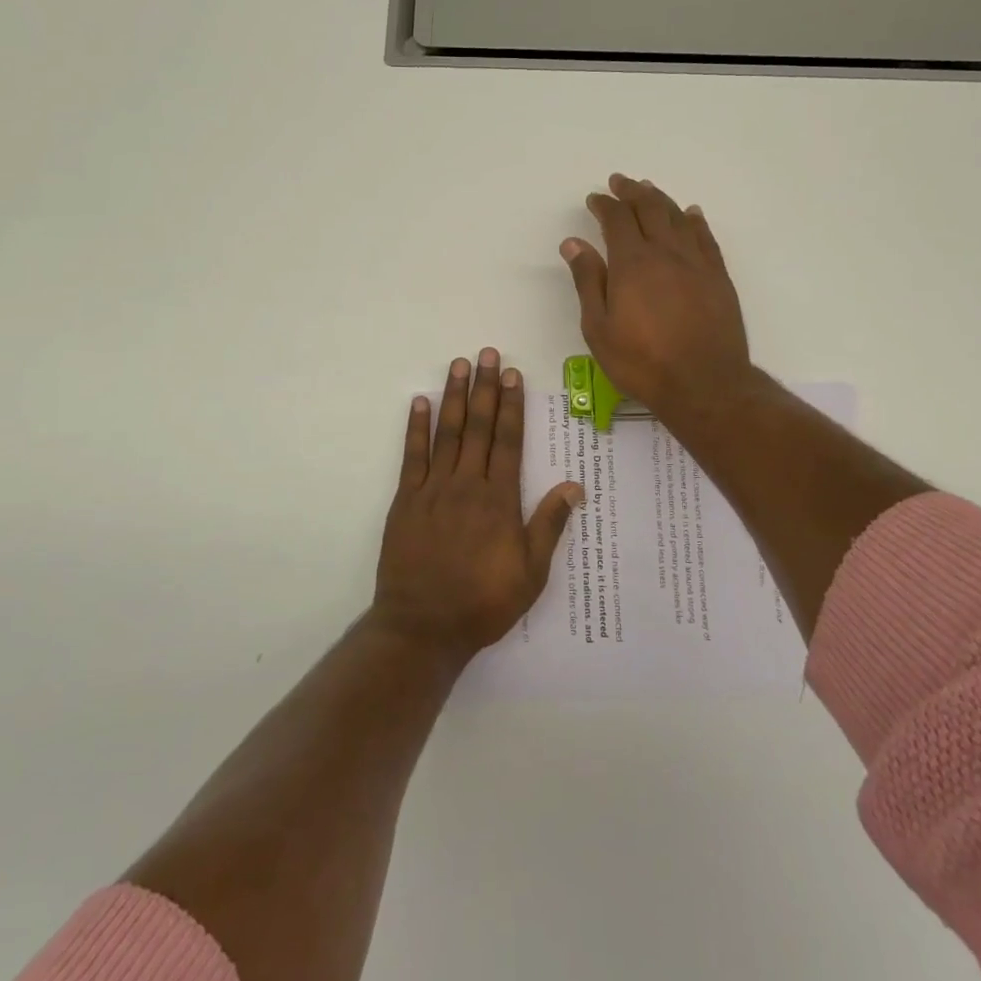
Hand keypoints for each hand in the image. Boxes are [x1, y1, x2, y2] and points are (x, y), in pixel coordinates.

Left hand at [371, 348, 583, 663]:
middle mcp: (467, 485)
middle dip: (484, 388)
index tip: (512, 375)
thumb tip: (574, 486)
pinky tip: (420, 403)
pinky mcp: (406, 500)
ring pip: (447, 433)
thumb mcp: (530, 573)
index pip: (508, 441)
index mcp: (499, 499)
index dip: (511, 405)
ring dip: (453, 396)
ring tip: (458, 365)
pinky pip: (412, 456)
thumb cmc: (483, 602)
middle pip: (478, 427)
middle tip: (487, 354)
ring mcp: (433, 489)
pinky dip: (416, 428)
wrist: (424, 626)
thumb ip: (549, 525)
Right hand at [560, 174, 752, 422]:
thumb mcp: (599, 328)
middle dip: (632, 192)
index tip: (595, 199)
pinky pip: (706, 238)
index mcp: (632, 263)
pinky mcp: (719, 277)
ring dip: (661, 200)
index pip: (616, 220)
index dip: (605, 205)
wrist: (704, 383)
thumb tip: (573, 243)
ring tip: (649, 190)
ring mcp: (697, 263)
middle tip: (621, 182)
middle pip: (649, 209)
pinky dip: (695, 221)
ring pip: (678, 218)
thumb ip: (588, 281)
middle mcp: (666, 253)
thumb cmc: (642, 361)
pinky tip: (691, 214)